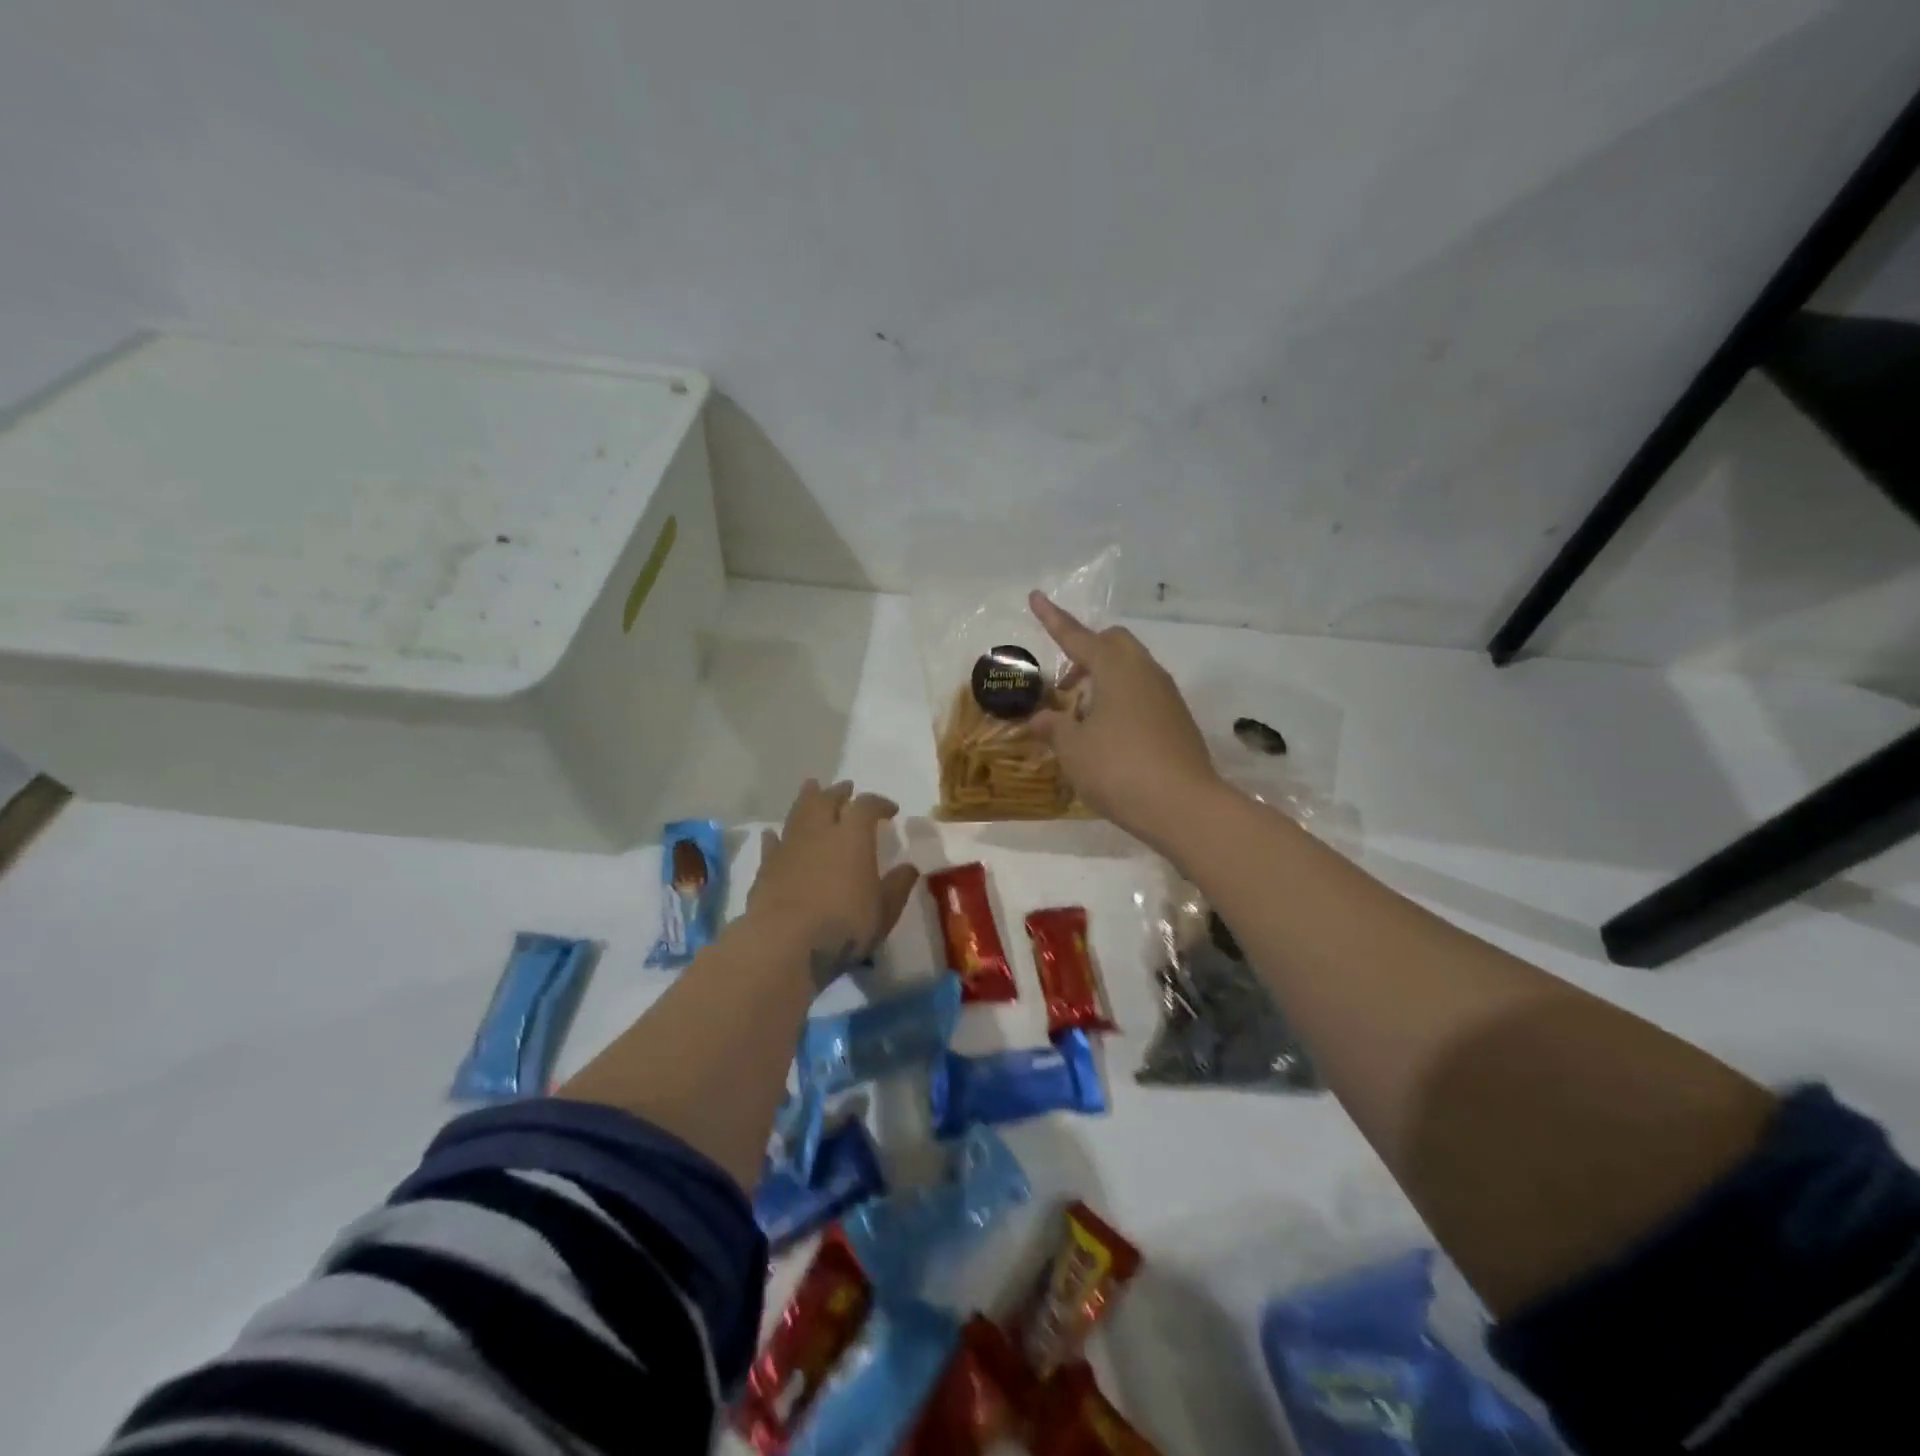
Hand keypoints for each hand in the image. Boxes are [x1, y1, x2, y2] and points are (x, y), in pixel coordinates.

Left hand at [749, 778, 920, 982]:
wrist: (785, 943)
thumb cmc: (844, 924)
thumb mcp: (884, 910)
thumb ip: (898, 886)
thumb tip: (909, 867)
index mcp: (852, 836)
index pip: (867, 806)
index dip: (880, 803)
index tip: (890, 810)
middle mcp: (819, 832)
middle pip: (826, 800)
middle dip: (838, 792)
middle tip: (846, 789)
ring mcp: (789, 847)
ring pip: (797, 813)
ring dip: (806, 800)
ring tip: (811, 790)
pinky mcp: (765, 868)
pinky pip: (772, 843)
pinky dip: (776, 836)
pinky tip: (774, 834)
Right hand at [1028, 592, 1221, 848]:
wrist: (1184, 806)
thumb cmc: (1118, 769)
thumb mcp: (1074, 749)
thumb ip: (1055, 727)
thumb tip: (1042, 717)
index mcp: (1115, 668)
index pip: (1077, 637)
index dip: (1053, 619)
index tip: (1036, 597)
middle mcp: (1145, 672)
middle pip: (1113, 644)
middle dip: (1086, 652)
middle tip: (1066, 683)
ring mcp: (1167, 695)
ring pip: (1132, 669)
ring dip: (1105, 680)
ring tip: (1084, 716)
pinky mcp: (1178, 719)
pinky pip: (1144, 694)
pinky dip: (1122, 700)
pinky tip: (1109, 735)